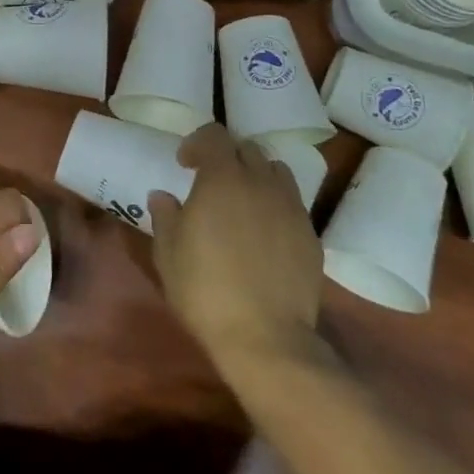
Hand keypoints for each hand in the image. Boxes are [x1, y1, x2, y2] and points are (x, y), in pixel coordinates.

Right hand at [149, 125, 323, 368]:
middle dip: (228, 158)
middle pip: (247, 149)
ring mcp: (291, 207)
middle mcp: (260, 182)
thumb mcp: (168, 254)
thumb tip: (163, 195)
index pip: (214, 134)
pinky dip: (276, 206)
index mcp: (222, 178)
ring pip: (275, 171)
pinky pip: (292, 204)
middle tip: (212, 184)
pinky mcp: (311, 235)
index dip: (197, 143)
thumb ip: (165, 216)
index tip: (185, 165)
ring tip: (243, 203)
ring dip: (256, 177)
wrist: (266, 338)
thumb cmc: (205, 290)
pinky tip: (265, 235)